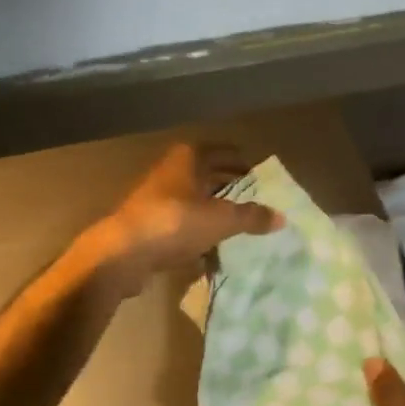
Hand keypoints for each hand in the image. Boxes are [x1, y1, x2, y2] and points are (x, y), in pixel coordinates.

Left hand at [86, 143, 281, 295]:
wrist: (122, 253)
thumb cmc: (175, 222)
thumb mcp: (221, 219)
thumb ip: (251, 217)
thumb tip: (282, 217)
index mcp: (187, 158)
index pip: (221, 151)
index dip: (240, 160)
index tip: (258, 172)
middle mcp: (170, 172)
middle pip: (205, 175)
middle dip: (227, 187)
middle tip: (252, 200)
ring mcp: (155, 200)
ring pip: (192, 202)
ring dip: (212, 213)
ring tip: (236, 227)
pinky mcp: (147, 226)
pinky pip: (180, 226)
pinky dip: (196, 235)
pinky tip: (211, 253)